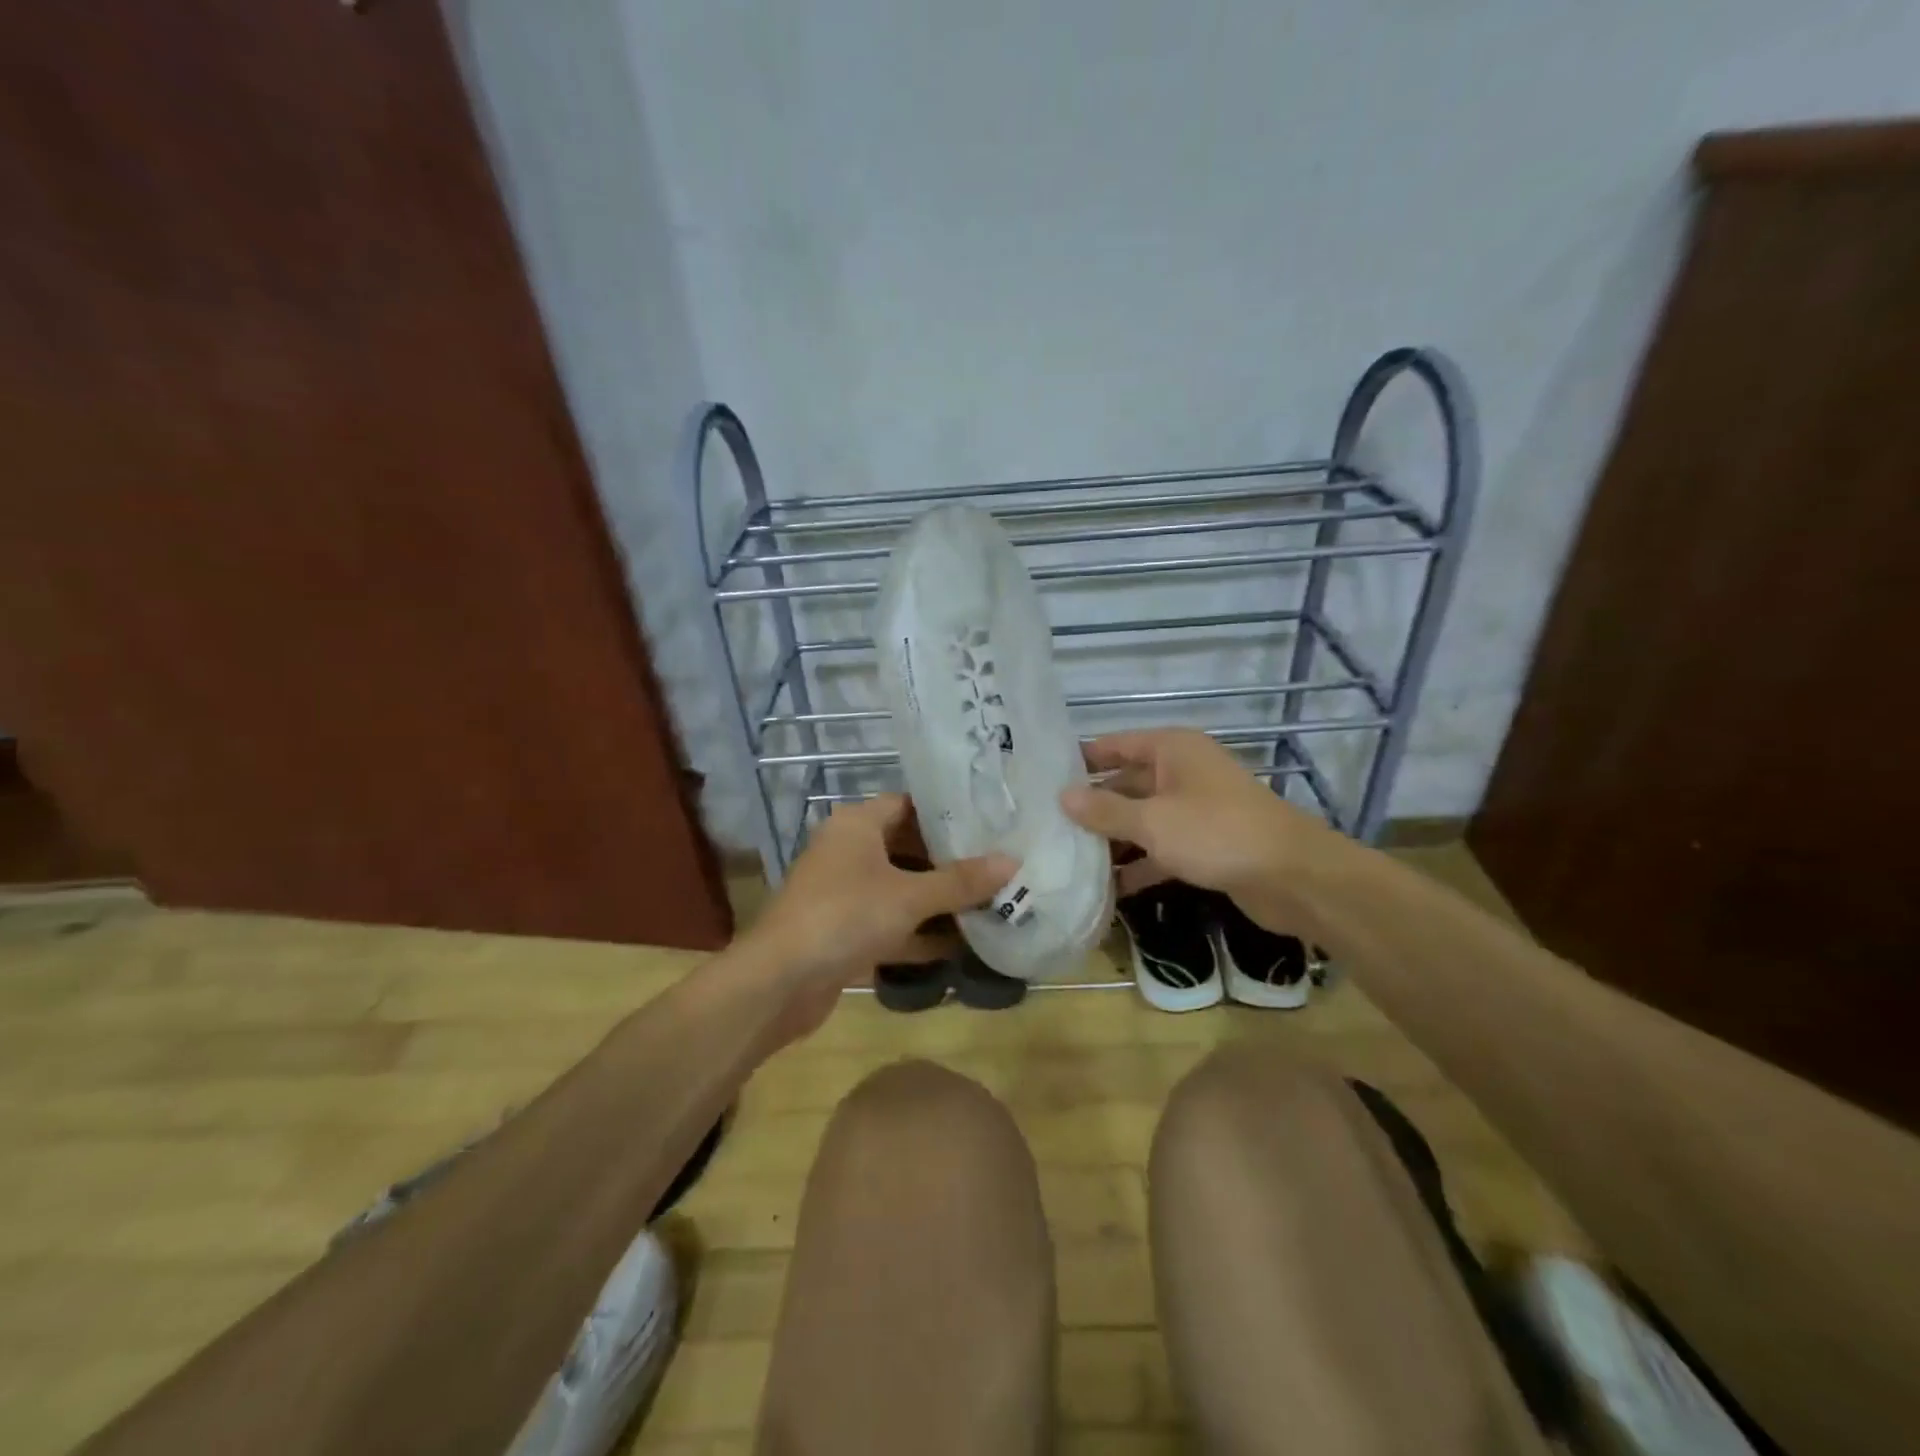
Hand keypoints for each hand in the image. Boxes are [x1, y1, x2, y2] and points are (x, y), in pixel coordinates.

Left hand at [739, 795, 1014, 1041]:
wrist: (780, 982)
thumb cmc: (846, 917)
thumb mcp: (909, 896)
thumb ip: (960, 881)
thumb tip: (1012, 861)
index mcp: (857, 826)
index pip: (908, 804)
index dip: (946, 813)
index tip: (988, 823)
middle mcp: (849, 852)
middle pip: (907, 847)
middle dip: (950, 861)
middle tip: (998, 864)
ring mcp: (844, 893)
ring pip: (901, 889)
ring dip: (938, 901)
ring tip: (991, 902)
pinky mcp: (845, 931)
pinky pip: (891, 923)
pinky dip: (920, 932)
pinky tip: (961, 945)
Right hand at [1060, 728, 1339, 936]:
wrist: (1293, 877)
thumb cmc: (1217, 833)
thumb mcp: (1153, 821)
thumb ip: (1105, 810)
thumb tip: (1062, 796)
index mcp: (1172, 750)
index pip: (1115, 745)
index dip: (1080, 759)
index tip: (1042, 777)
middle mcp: (1182, 773)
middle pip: (1126, 784)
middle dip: (1092, 806)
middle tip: (1047, 825)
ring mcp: (1195, 810)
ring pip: (1142, 820)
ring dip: (1112, 839)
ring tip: (1067, 858)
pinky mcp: (1205, 845)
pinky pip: (1161, 848)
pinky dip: (1139, 865)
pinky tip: (1108, 888)